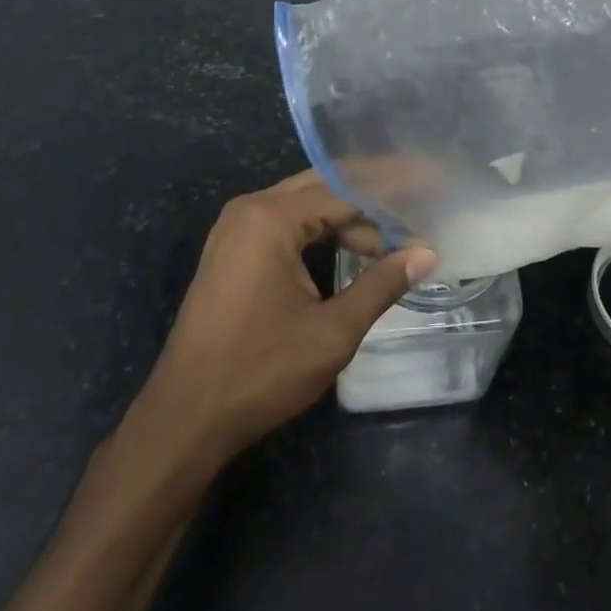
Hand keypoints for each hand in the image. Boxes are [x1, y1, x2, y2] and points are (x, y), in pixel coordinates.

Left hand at [126, 170, 435, 469]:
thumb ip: (381, 285)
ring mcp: (235, 230)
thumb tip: (426, 254)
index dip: (389, 197)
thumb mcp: (331, 332)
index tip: (427, 196)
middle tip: (415, 211)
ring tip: (391, 238)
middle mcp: (249, 210)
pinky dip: (320, 233)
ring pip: (304, 206)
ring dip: (346, 219)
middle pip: (323, 188)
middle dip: (370, 201)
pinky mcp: (230, 252)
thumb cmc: (260, 372)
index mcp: (270, 218)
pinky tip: (349, 250)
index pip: (344, 191)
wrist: (183, 421)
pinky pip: (285, 225)